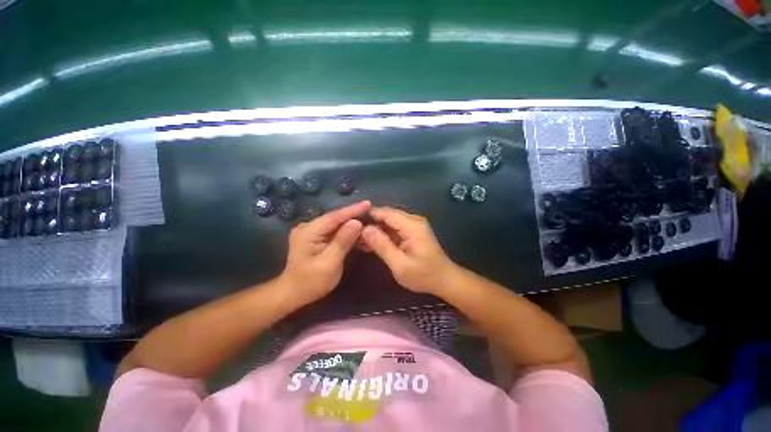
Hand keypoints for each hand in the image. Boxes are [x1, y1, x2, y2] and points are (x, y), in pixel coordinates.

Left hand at [279, 201, 370, 305]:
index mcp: (308, 232)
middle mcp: (308, 227)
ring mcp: (312, 231)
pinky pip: (335, 232)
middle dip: (355, 217)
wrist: (293, 293)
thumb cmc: (311, 282)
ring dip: (353, 227)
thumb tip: (357, 222)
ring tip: (371, 226)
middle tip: (373, 215)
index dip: (352, 210)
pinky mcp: (317, 237)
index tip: (368, 204)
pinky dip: (348, 234)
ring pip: (337, 225)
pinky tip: (360, 236)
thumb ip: (342, 241)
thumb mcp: (329, 264)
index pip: (334, 217)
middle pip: (336, 219)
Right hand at [361, 207, 458, 293]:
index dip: (368, 214)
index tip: (351, 220)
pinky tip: (372, 242)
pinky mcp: (413, 230)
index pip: (386, 213)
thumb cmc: (423, 275)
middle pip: (387, 214)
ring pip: (389, 220)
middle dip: (370, 222)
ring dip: (376, 228)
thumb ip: (382, 245)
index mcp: (412, 226)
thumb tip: (364, 229)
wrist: (444, 279)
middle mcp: (413, 220)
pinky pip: (395, 227)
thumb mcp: (399, 264)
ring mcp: (414, 224)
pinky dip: (383, 233)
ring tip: (359, 238)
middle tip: (353, 232)